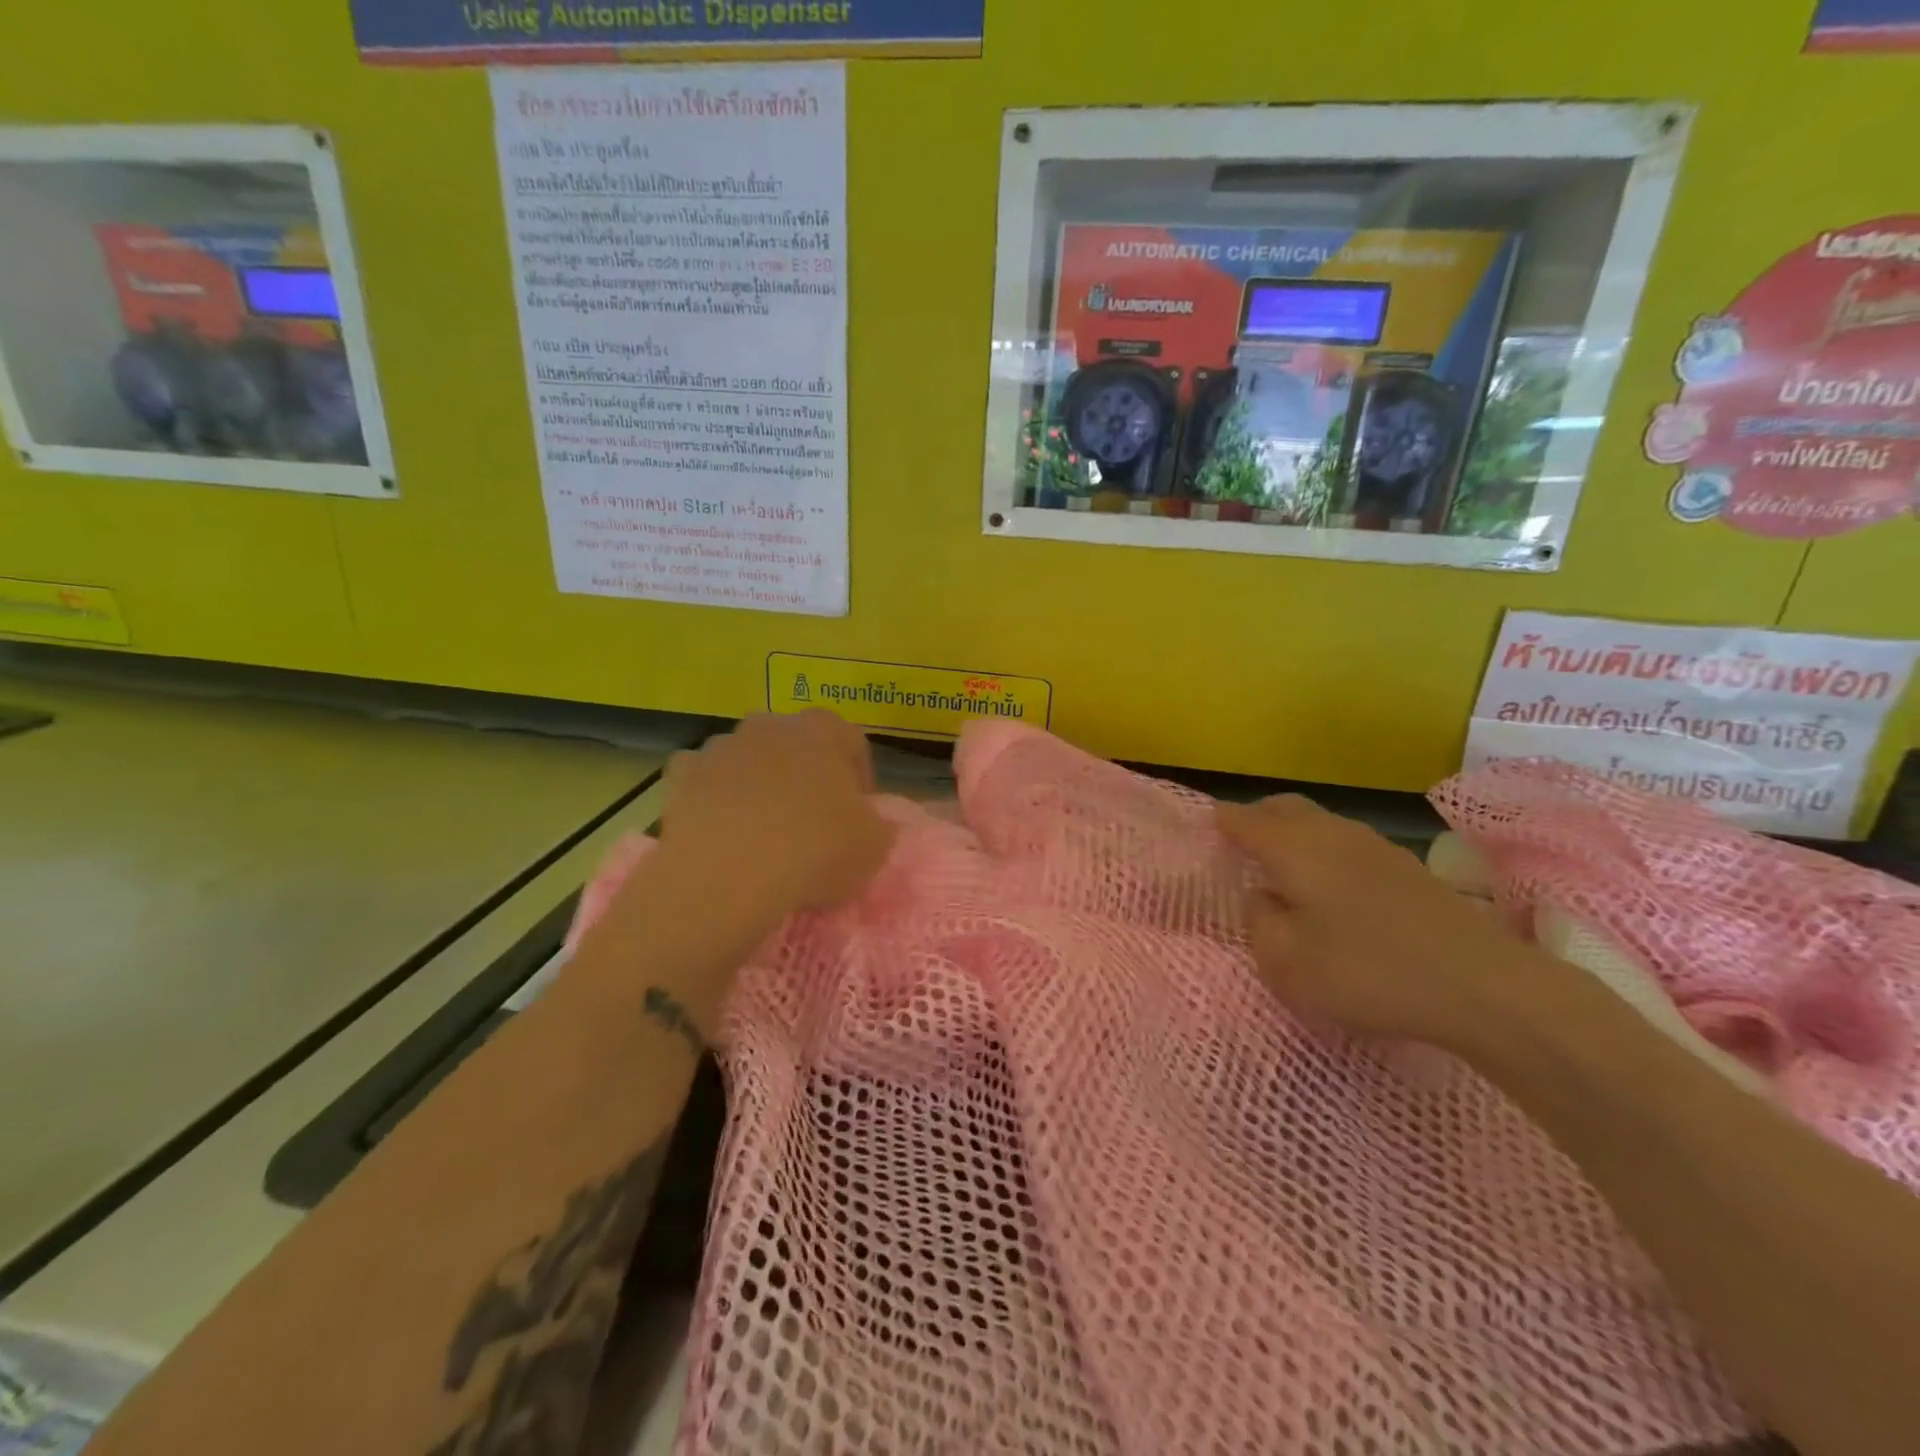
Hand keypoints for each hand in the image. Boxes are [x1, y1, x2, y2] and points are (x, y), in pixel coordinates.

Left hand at [656, 711, 894, 930]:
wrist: (729, 873)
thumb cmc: (815, 850)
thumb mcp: (874, 847)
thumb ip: (877, 825)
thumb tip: (867, 822)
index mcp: (824, 731)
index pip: (851, 741)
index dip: (858, 777)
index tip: (859, 813)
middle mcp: (772, 725)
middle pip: (795, 744)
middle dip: (804, 774)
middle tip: (811, 820)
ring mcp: (722, 745)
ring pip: (747, 759)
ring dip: (757, 784)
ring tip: (762, 832)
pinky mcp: (682, 773)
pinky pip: (703, 780)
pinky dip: (712, 798)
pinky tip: (720, 832)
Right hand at [1217, 795, 1533, 1050]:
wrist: (1483, 986)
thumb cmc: (1369, 972)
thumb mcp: (1288, 963)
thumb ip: (1259, 923)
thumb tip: (1262, 897)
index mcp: (1294, 848)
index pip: (1244, 819)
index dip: (1221, 821)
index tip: (1203, 827)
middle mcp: (1331, 834)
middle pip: (1284, 807)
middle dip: (1256, 817)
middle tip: (1238, 843)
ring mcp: (1374, 847)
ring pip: (1319, 822)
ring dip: (1293, 833)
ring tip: (1281, 867)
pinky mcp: (1406, 868)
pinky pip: (1346, 843)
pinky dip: (1324, 851)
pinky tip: (1331, 887)